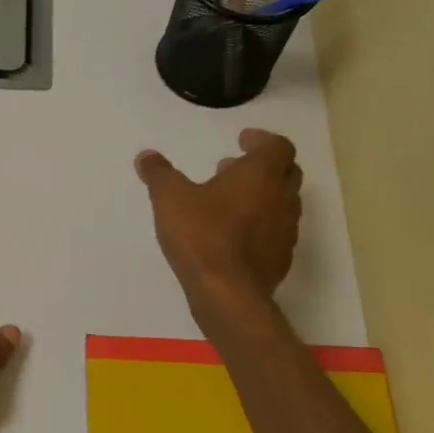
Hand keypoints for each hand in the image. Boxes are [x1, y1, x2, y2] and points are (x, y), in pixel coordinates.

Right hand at [134, 129, 302, 327]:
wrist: (228, 292)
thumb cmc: (201, 235)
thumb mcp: (169, 199)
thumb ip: (158, 174)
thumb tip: (146, 156)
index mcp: (261, 175)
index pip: (278, 146)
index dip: (262, 140)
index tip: (243, 140)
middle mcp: (282, 197)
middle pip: (287, 171)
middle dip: (263, 166)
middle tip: (234, 168)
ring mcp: (286, 230)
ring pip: (283, 202)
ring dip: (262, 195)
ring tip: (231, 201)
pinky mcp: (281, 257)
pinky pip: (276, 231)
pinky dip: (261, 224)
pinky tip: (235, 235)